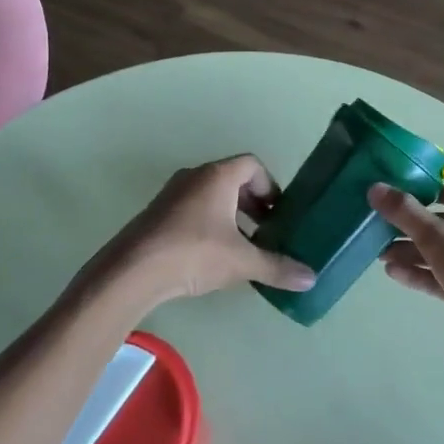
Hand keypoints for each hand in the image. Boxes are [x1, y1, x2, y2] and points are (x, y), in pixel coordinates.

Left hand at [83, 156, 314, 308]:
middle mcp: (195, 176)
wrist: (132, 271)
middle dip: (253, 204)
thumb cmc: (193, 253)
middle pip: (232, 179)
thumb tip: (311, 278)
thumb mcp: (241, 262)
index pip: (252, 165)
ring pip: (211, 196)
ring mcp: (172, 194)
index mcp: (218, 176)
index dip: (270, 186)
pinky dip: (209, 224)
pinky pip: (192, 210)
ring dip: (231, 215)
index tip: (279, 213)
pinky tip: (212, 256)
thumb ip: (276, 267)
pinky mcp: (157, 214)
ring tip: (243, 246)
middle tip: (267, 231)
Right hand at [370, 182, 443, 368]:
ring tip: (378, 254)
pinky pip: (440, 276)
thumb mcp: (439, 238)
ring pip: (438, 252)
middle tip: (378, 228)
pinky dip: (419, 273)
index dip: (425, 190)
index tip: (394, 194)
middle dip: (409, 226)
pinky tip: (392, 273)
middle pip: (441, 222)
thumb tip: (374, 187)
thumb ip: (405, 213)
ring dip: (410, 251)